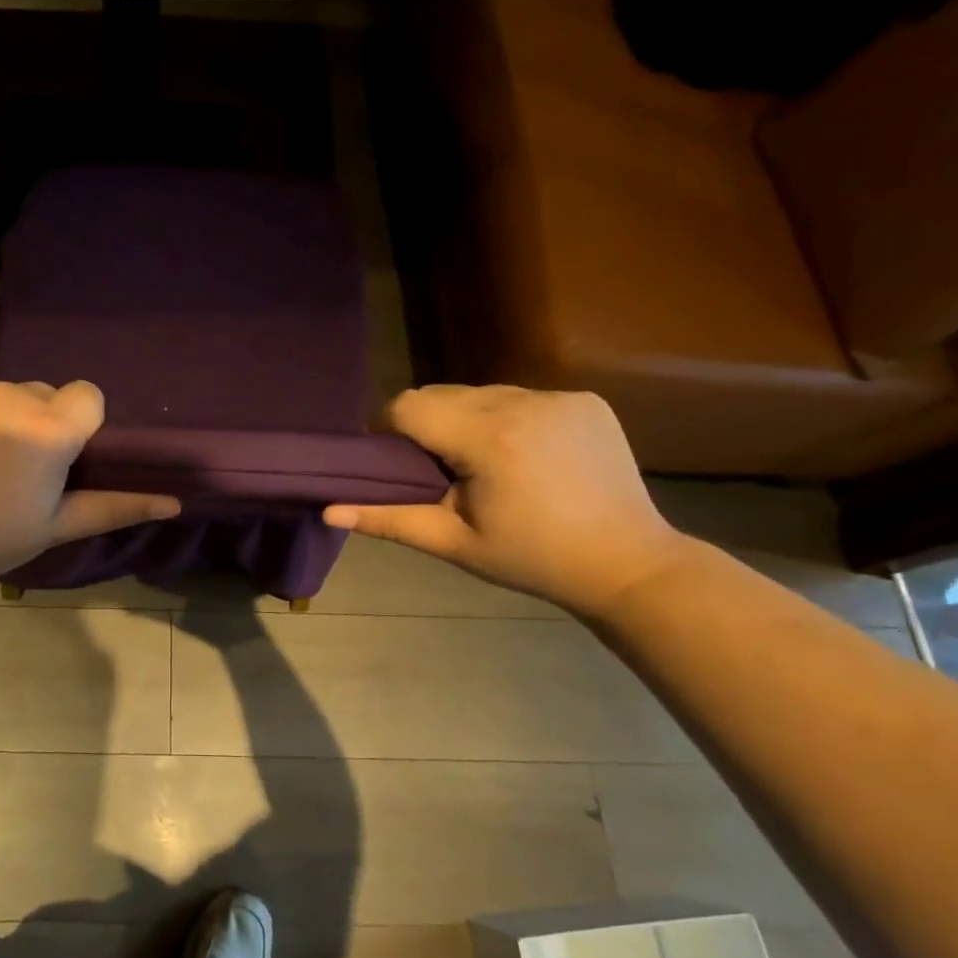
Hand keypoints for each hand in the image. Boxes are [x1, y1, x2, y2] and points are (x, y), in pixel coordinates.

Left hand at [0, 367, 179, 593]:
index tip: (52, 459)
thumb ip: (113, 508)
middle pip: (38, 393)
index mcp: (48, 430)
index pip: (87, 396)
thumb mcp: (49, 528)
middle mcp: (9, 393)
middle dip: (30, 422)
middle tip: (0, 471)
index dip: (74, 426)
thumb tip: (174, 501)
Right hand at [324, 385, 691, 615]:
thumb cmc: (533, 560)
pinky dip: (508, 418)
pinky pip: (521, 397)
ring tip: (484, 463)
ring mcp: (559, 397)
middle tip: (439, 470)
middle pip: (442, 393)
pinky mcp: (585, 400)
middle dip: (429, 425)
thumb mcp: (454, 542)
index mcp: (488, 439)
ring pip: (481, 392)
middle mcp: (523, 403)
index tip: (396, 463)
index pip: (409, 405)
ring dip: (468, 419)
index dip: (391, 429)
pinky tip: (525, 454)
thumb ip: (388, 520)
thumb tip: (327, 511)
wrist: (630, 564)